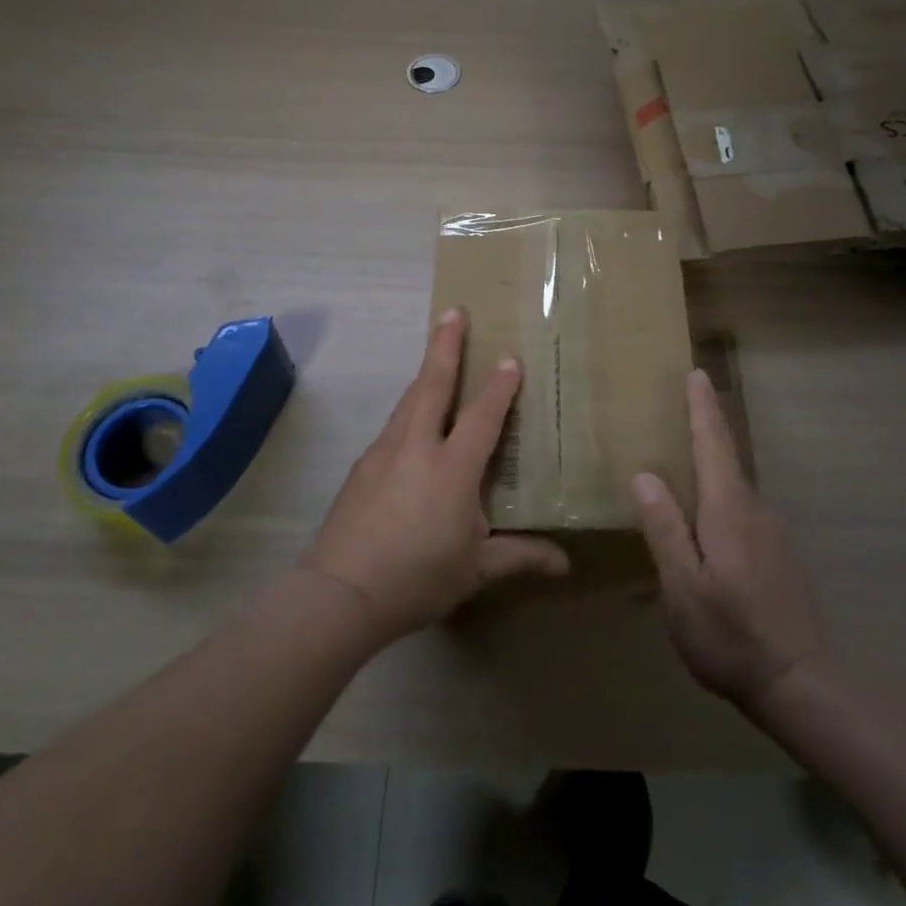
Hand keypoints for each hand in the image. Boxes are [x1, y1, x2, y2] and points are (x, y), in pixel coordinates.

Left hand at [304, 307, 568, 643]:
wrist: (340, 593)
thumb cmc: (417, 577)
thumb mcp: (476, 570)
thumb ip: (520, 556)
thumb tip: (565, 563)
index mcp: (452, 467)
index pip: (482, 415)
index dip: (499, 386)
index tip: (510, 358)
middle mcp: (418, 447)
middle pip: (433, 384)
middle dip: (445, 345)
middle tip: (453, 311)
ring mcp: (384, 452)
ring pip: (409, 400)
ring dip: (425, 372)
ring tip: (435, 353)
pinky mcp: (362, 467)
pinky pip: (393, 424)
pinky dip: (409, 408)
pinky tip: (412, 421)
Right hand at [629, 369, 826, 709]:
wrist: (802, 683)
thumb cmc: (731, 634)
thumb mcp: (683, 586)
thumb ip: (665, 528)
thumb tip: (645, 475)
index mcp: (728, 509)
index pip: (713, 443)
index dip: (702, 408)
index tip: (696, 373)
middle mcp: (755, 510)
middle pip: (726, 459)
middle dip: (705, 430)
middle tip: (679, 410)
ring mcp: (772, 533)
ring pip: (733, 489)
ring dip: (711, 470)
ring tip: (682, 469)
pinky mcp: (778, 555)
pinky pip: (742, 513)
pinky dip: (720, 501)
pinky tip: (706, 527)